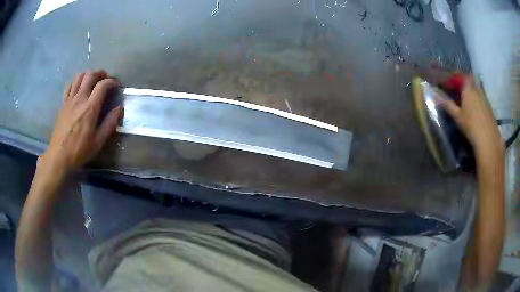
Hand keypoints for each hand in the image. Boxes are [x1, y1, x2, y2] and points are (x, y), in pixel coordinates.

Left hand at [40, 70, 121, 172]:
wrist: (59, 156)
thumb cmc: (79, 150)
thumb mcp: (98, 141)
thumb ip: (110, 123)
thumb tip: (119, 108)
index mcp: (90, 108)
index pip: (103, 85)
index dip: (113, 82)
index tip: (117, 86)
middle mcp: (80, 99)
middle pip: (91, 75)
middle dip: (101, 73)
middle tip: (106, 80)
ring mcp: (70, 99)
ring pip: (79, 76)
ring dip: (89, 74)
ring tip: (94, 81)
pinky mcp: (63, 103)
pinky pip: (70, 85)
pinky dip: (77, 81)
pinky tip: (80, 88)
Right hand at [440, 76, 503, 156]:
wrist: (488, 140)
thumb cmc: (471, 126)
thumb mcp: (457, 116)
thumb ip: (446, 103)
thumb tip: (433, 93)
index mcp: (468, 89)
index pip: (462, 76)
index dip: (456, 77)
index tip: (450, 83)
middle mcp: (477, 90)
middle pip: (470, 82)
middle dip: (464, 85)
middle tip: (458, 93)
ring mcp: (485, 98)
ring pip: (477, 90)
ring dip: (472, 92)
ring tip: (467, 102)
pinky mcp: (489, 107)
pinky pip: (482, 98)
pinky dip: (478, 100)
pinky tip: (476, 111)